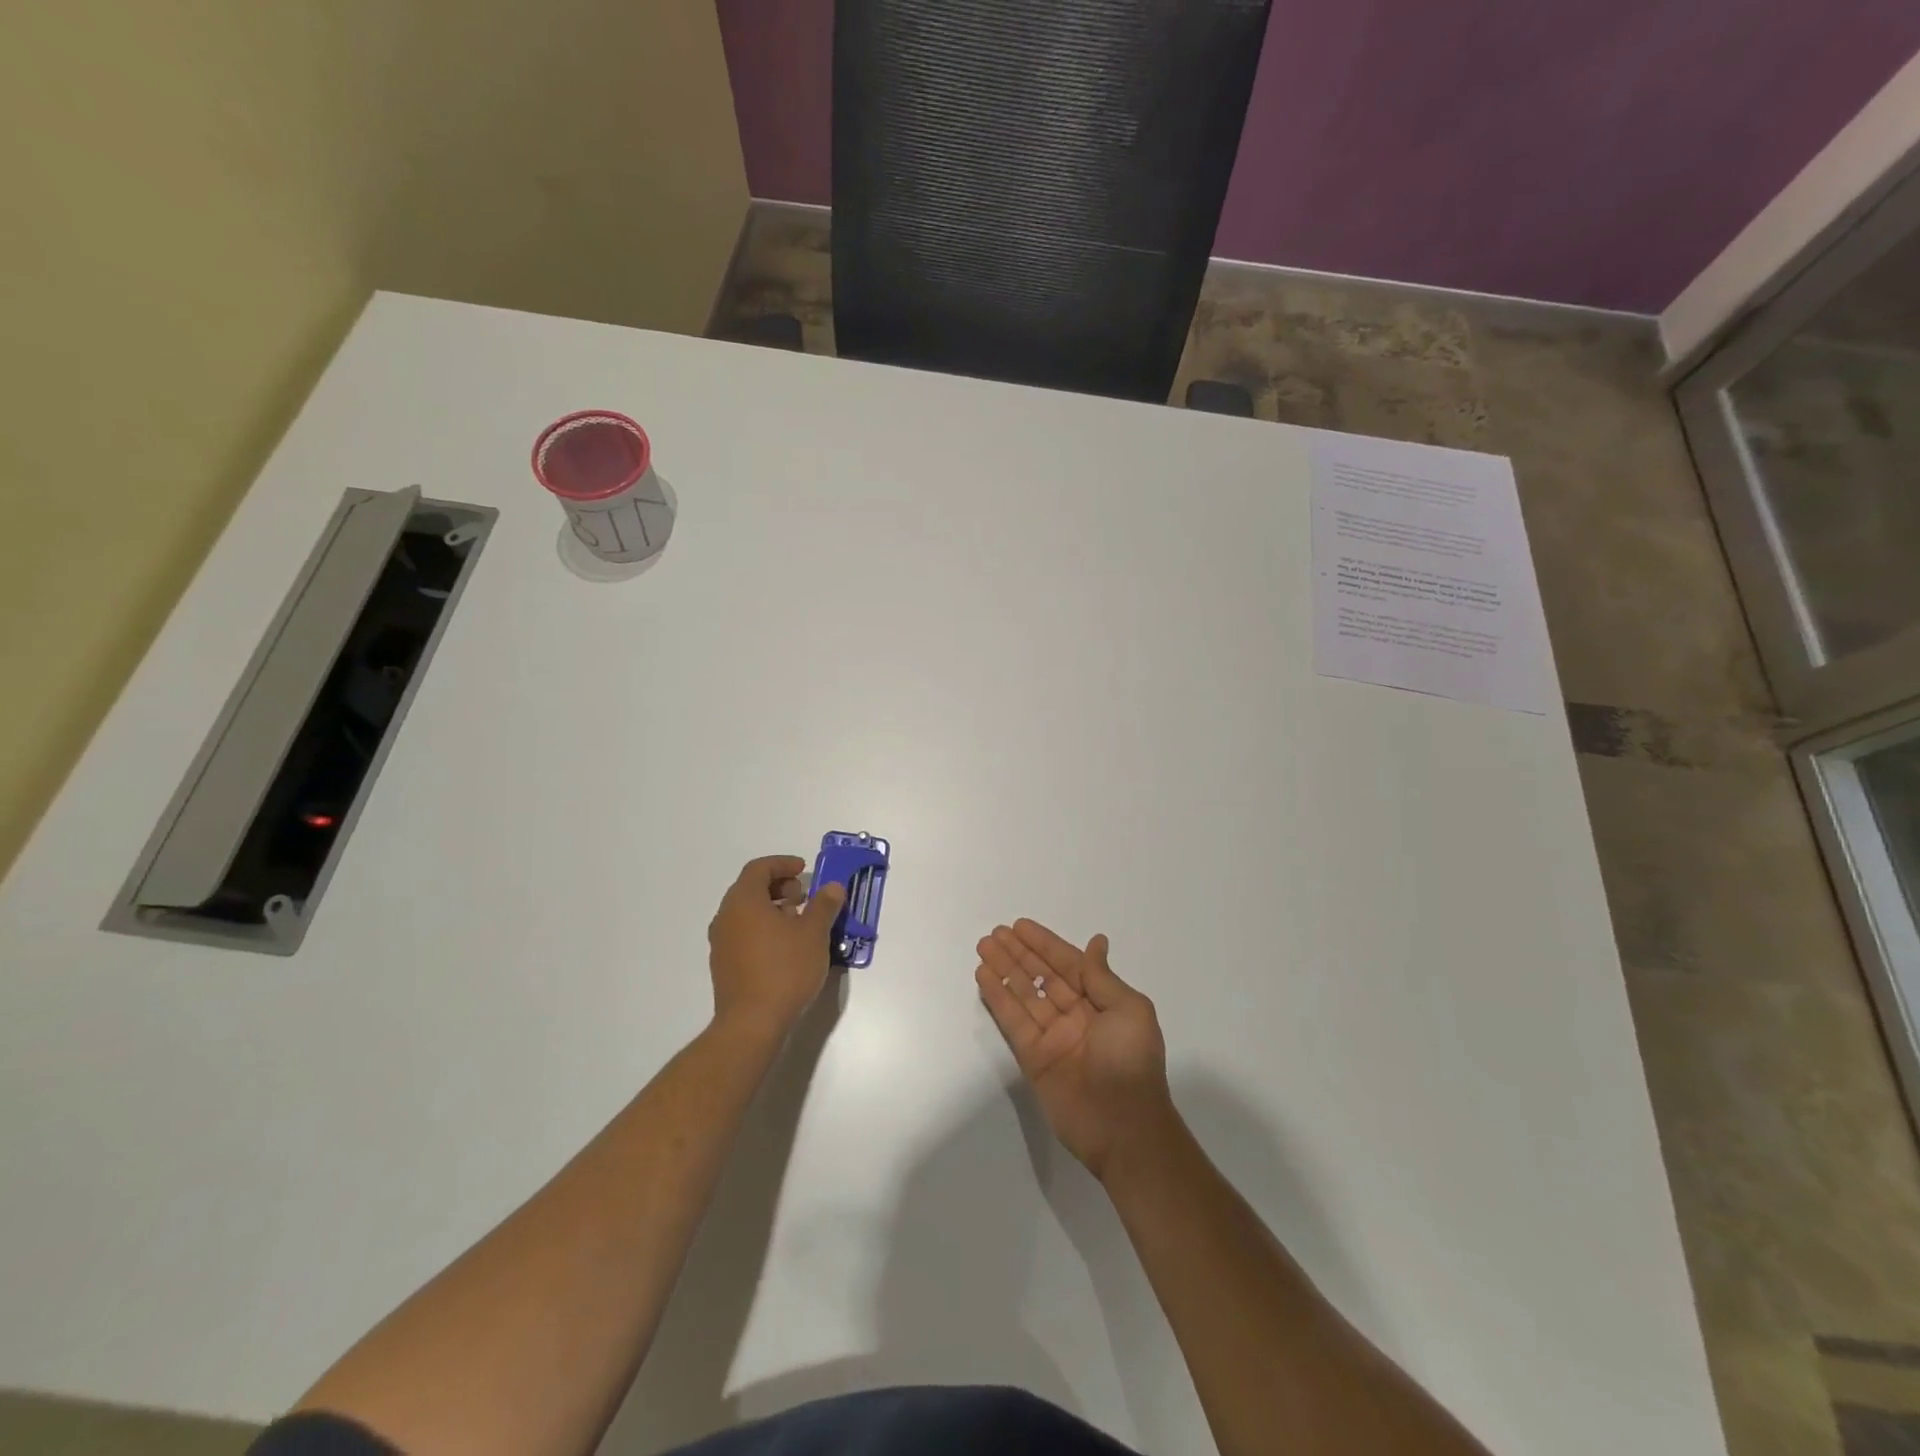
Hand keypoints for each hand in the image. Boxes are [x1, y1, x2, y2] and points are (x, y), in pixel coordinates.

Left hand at [708, 856, 844, 1041]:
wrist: (752, 1023)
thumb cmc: (784, 970)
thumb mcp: (814, 933)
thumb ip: (824, 905)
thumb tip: (832, 887)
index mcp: (743, 901)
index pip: (759, 868)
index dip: (783, 864)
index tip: (804, 870)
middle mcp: (726, 917)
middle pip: (750, 888)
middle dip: (779, 886)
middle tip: (805, 897)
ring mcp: (721, 942)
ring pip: (746, 912)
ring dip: (773, 909)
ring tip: (800, 923)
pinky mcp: (724, 965)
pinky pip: (743, 933)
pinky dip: (763, 928)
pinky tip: (786, 947)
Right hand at [975, 921, 1174, 1180]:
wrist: (1125, 1128)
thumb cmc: (1132, 1061)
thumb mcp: (1130, 1010)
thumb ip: (1102, 977)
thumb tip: (1097, 942)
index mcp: (1102, 1002)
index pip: (1068, 964)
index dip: (1045, 944)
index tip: (1021, 925)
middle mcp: (1075, 1015)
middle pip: (1041, 976)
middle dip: (1019, 953)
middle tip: (994, 932)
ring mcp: (1053, 1037)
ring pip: (1023, 994)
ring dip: (1004, 969)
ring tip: (984, 946)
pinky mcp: (1033, 1058)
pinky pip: (1013, 1021)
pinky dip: (998, 998)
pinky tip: (984, 977)